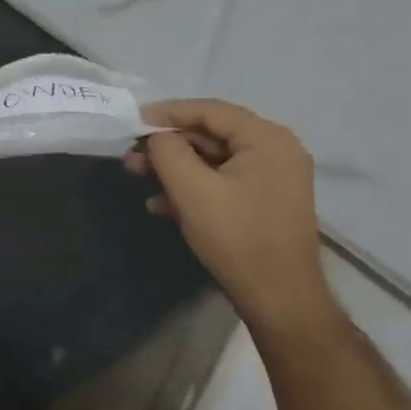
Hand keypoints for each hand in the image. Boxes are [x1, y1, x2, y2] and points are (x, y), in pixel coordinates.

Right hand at [126, 99, 335, 336]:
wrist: (279, 299)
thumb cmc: (236, 237)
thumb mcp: (192, 189)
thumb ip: (167, 151)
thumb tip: (156, 137)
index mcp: (267, 139)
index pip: (210, 110)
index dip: (167, 113)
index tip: (132, 120)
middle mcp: (275, 151)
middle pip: (211, 135)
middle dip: (167, 145)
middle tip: (131, 154)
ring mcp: (272, 179)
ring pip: (212, 161)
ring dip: (174, 168)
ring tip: (137, 176)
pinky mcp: (263, 203)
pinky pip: (221, 183)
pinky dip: (191, 188)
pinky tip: (160, 205)